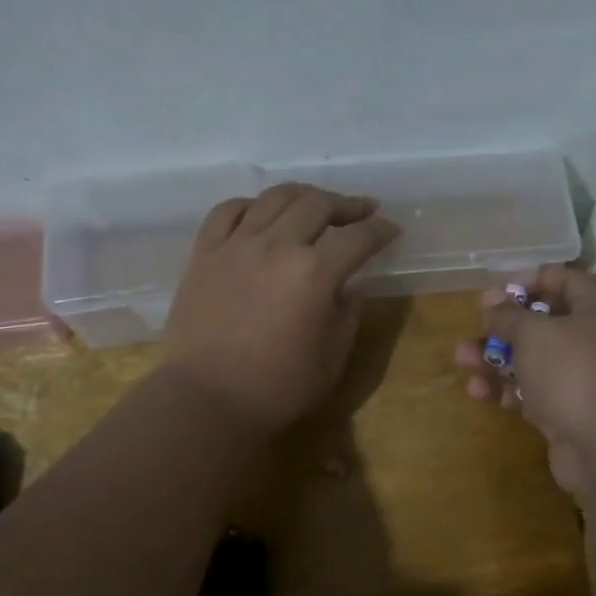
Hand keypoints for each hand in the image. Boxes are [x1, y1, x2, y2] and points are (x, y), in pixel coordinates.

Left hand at [164, 183, 399, 430]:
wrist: (207, 400)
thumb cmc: (278, 387)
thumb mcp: (333, 357)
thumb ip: (348, 314)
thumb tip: (349, 287)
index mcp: (315, 273)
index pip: (358, 238)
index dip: (380, 230)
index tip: (391, 230)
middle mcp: (277, 246)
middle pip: (318, 204)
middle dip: (347, 204)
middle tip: (362, 210)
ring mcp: (236, 245)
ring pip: (274, 198)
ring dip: (304, 195)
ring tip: (316, 203)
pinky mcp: (204, 253)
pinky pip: (227, 211)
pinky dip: (251, 204)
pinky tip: (261, 213)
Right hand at [456, 266, 595, 494]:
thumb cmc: (575, 374)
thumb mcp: (535, 334)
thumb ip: (509, 315)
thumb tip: (493, 304)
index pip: (566, 280)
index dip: (532, 278)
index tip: (498, 288)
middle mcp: (594, 341)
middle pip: (544, 323)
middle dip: (504, 325)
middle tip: (476, 328)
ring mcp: (582, 380)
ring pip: (533, 361)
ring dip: (496, 359)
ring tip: (463, 362)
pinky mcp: (569, 414)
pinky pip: (533, 393)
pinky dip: (507, 391)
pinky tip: (480, 394)